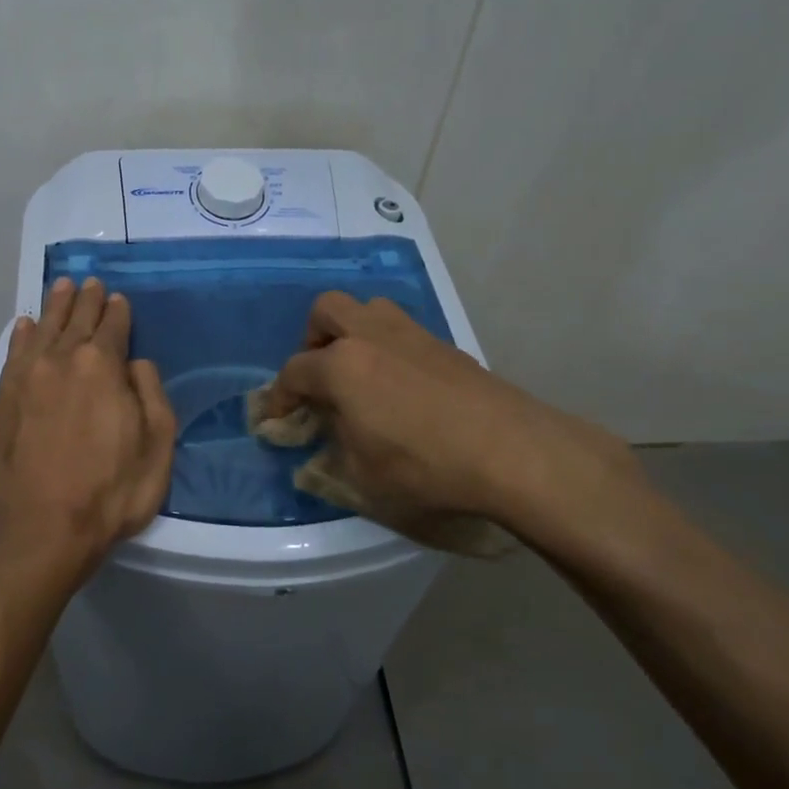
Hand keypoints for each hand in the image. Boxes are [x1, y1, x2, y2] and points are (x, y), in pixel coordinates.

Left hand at [0, 277, 175, 584]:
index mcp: (103, 367)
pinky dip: (20, 336)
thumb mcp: (157, 448)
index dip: (118, 311)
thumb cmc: (111, 493)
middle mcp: (61, 361)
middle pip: (76, 321)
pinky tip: (24, 326)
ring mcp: (25, 380)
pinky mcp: (0, 402)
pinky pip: (13, 356)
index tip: (118, 298)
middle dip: (85, 301)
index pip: (113, 327)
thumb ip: (151, 395)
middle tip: (90, 283)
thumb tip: (136, 363)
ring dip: (54, 308)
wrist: (41, 532)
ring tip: (61, 288)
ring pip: (42, 331)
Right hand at [263, 293, 654, 565]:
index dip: (279, 397)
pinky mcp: (444, 345)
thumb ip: (332, 456)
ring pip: (368, 309)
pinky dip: (386, 347)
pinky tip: (399, 387)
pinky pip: (400, 330)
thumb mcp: (363, 479)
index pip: (294, 372)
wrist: (512, 451)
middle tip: (320, 376)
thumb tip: (323, 445)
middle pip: (327, 311)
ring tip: (358, 375)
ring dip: (352, 333)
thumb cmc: (425, 468)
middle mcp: (371, 337)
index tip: (276, 420)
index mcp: (341, 367)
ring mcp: (411, 335)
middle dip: (312, 339)